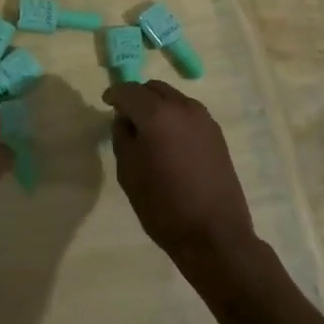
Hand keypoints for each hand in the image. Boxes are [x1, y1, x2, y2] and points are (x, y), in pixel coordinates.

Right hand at [104, 81, 258, 268]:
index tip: (106, 103)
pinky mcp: (217, 135)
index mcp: (157, 114)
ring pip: (174, 98)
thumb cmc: (163, 205)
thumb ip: (122, 137)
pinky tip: (169, 140)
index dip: (114, 94)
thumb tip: (125, 120)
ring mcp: (204, 120)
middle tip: (125, 116)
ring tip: (148, 129)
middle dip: (137, 96)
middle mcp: (183, 108)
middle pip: (154, 88)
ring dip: (157, 105)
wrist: (214, 234)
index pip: (129, 90)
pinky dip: (174, 117)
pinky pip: (188, 113)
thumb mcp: (128, 171)